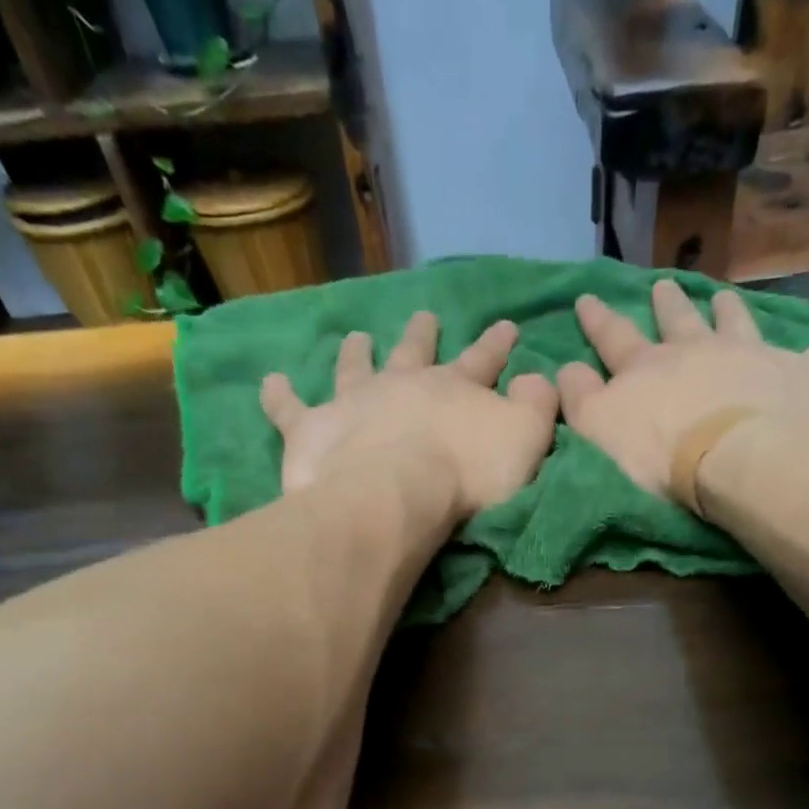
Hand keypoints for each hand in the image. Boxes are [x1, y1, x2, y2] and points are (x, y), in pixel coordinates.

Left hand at [261, 311, 558, 517]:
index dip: (497, 344)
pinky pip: (289, 408)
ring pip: (354, 368)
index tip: (507, 324)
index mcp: (453, 388)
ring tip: (355, 336)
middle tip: (424, 315)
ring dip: (356, 353)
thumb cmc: (466, 474)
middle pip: (414, 352)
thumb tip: (538, 379)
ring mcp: (353, 403)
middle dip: (423, 335)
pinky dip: (278, 394)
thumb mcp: (526, 439)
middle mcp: (401, 384)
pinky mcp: (312, 430)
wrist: (397, 494)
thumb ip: (537, 406)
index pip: (483, 359)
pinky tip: (270, 381)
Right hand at [558, 279, 808, 499]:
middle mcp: (697, 350)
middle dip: (666, 305)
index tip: (587, 297)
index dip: (597, 319)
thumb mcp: (597, 430)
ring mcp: (750, 357)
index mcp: (646, 367)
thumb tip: (564, 368)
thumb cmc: (659, 456)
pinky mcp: (798, 376)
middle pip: (677, 321)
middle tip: (663, 285)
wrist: (735, 461)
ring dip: (729, 310)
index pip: (613, 337)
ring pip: (737, 323)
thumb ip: (578, 398)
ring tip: (725, 297)